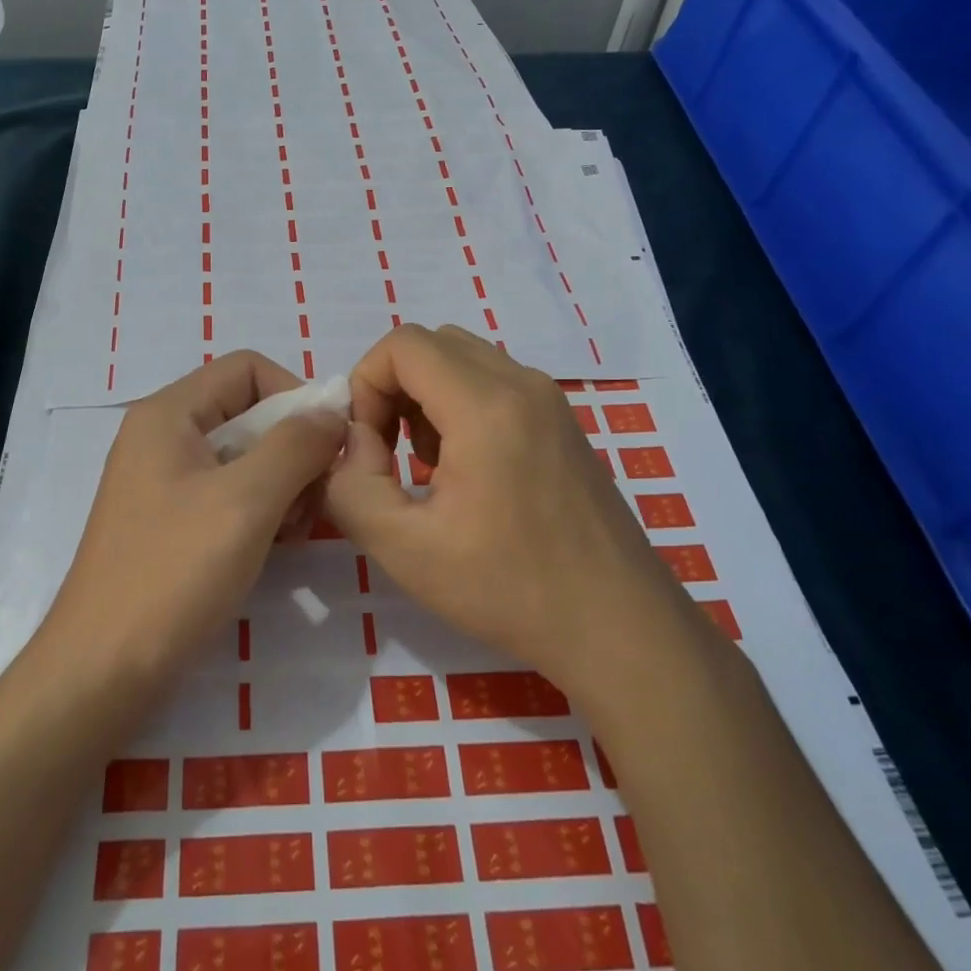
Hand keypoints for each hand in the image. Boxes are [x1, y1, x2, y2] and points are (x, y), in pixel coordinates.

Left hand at [41, 350, 346, 685]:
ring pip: (244, 456)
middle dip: (293, 447)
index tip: (328, 444)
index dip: (295, 394)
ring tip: (295, 530)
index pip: (247, 368)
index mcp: (169, 413)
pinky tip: (274, 546)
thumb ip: (297, 445)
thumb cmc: (174, 572)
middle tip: (315, 499)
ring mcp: (162, 481)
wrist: (103, 670)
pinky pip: (227, 493)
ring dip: (282, 483)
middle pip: (247, 412)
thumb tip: (333, 411)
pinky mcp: (169, 522)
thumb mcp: (247, 500)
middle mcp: (161, 436)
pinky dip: (260, 509)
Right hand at [325, 324, 678, 688]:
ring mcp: (549, 399)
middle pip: (432, 344)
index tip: (368, 446)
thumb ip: (352, 486)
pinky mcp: (561, 421)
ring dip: (425, 396)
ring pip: (463, 359)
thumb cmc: (510, 589)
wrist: (618, 626)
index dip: (366, 385)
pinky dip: (459, 404)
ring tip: (425, 464)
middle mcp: (522, 384)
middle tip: (388, 452)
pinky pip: (493, 382)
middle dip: (392, 387)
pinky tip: (464, 470)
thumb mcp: (405, 549)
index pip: (402, 345)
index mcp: (485, 406)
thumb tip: (355, 441)